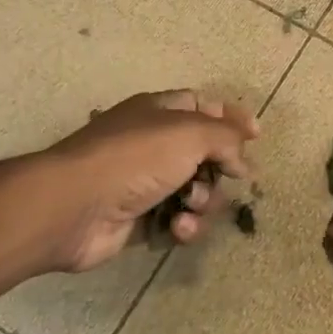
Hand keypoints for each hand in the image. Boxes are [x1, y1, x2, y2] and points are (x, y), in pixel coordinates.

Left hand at [37, 91, 258, 272]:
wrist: (76, 206)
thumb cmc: (135, 158)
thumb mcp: (190, 133)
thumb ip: (226, 139)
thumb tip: (243, 160)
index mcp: (158, 111)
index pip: (202, 105)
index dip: (230, 118)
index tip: (256, 136)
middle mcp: (152, 143)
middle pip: (203, 154)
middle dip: (221, 169)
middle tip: (231, 178)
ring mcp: (144, 182)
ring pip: (195, 191)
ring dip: (203, 201)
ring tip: (190, 206)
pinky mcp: (140, 219)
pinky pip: (177, 221)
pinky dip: (184, 226)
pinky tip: (178, 228)